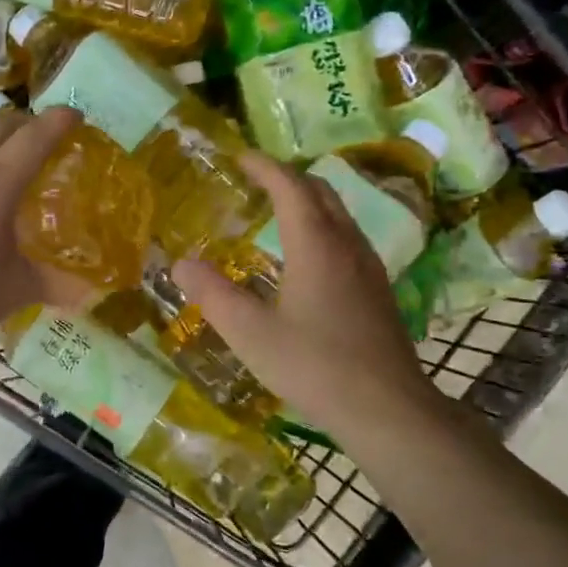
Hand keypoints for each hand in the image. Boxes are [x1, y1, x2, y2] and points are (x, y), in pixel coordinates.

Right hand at [172, 151, 434, 443]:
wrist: (387, 409)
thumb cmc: (314, 366)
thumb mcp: (250, 334)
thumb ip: (213, 294)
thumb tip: (180, 262)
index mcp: (316, 244)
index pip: (290, 186)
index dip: (264, 166)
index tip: (239, 157)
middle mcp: (347, 245)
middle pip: (320, 191)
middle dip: (287, 177)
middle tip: (255, 180)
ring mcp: (368, 267)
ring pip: (339, 214)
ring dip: (308, 201)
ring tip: (277, 212)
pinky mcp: (378, 290)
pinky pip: (347, 238)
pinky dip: (322, 227)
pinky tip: (306, 258)